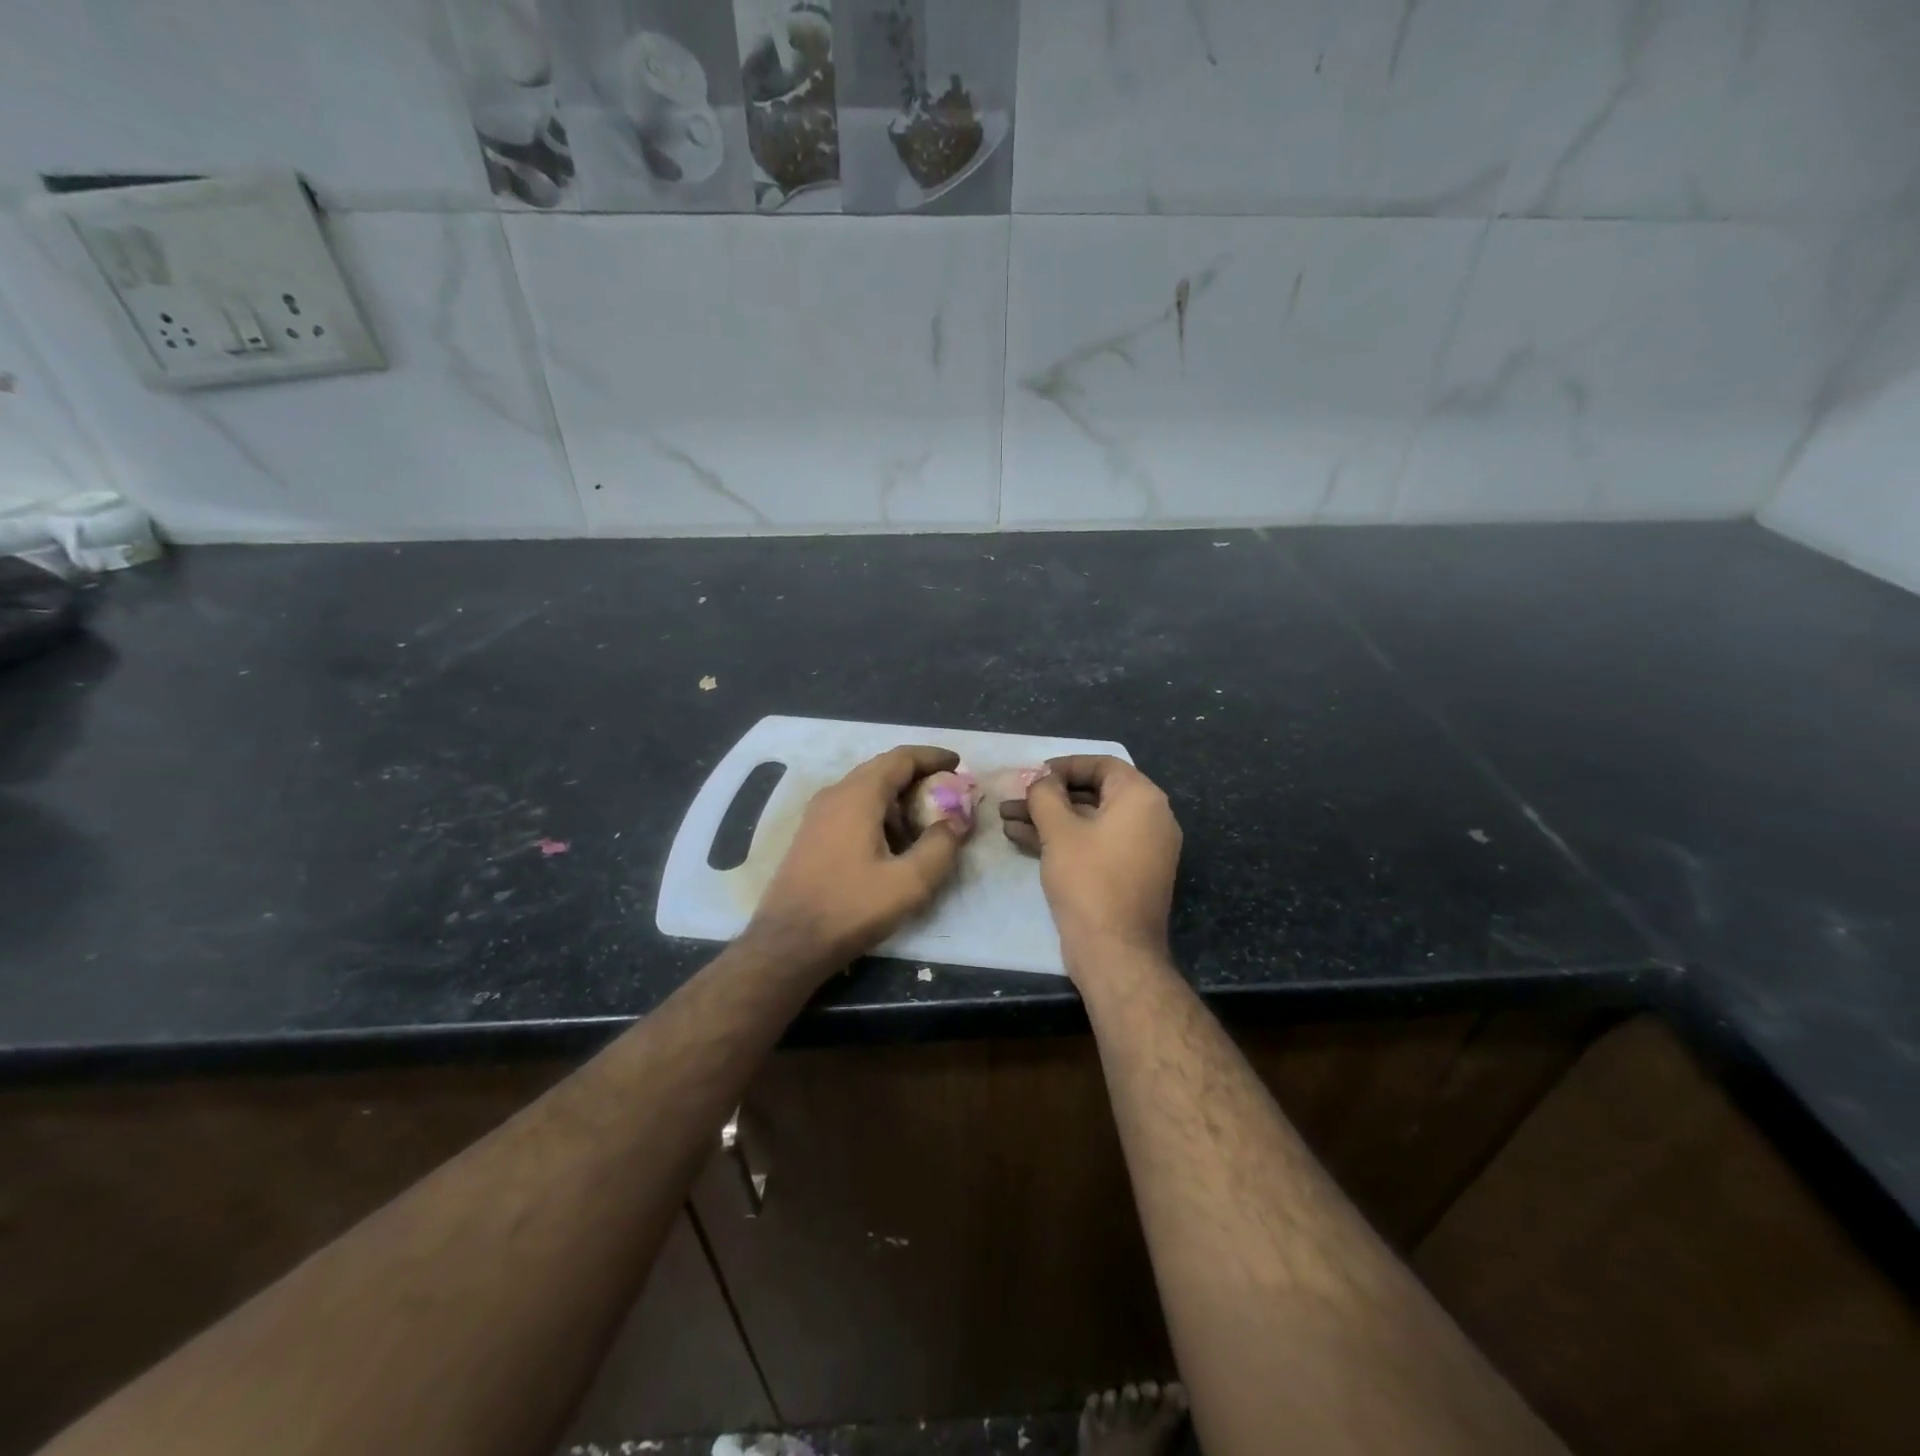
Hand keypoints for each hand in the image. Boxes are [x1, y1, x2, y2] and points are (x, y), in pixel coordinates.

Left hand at [746, 745, 969, 974]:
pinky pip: (852, 807)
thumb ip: (940, 847)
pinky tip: (893, 840)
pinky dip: (880, 811)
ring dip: (898, 795)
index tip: (958, 763)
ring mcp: (818, 814)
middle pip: (882, 769)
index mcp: (858, 796)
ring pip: (866, 788)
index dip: (932, 757)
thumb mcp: (909, 883)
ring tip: (926, 818)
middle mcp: (835, 794)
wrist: (788, 943)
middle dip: (918, 775)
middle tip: (948, 790)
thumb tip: (955, 822)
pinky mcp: (811, 834)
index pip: (901, 758)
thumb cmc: (850, 908)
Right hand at [1000, 755, 1181, 968]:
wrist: (1115, 951)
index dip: (1063, 765)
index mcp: (1142, 798)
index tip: (1033, 775)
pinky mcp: (1127, 873)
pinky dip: (1063, 840)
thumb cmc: (1089, 880)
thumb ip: (1046, 794)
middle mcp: (1150, 818)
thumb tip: (1042, 780)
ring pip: (1089, 821)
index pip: (1102, 765)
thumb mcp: (1059, 830)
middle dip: (1049, 796)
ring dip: (1048, 819)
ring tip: (1007, 819)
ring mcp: (1141, 849)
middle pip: (1093, 793)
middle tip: (1014, 799)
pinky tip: (1021, 839)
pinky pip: (1094, 844)